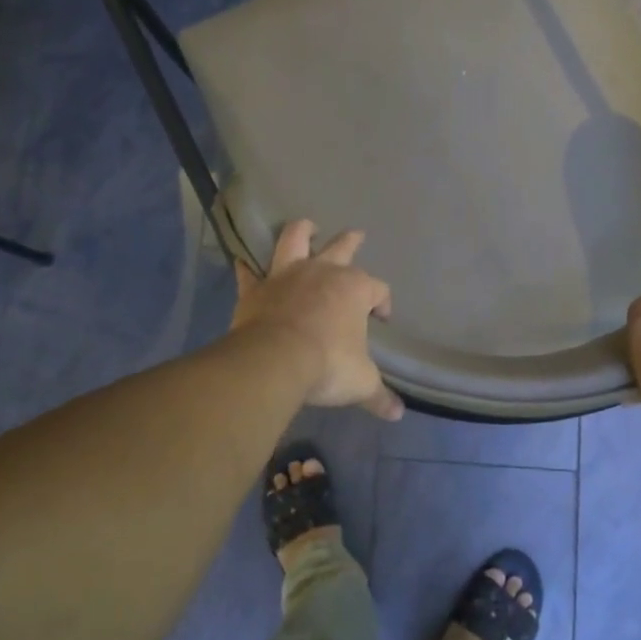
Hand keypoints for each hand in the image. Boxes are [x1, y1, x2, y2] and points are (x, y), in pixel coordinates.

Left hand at [232, 220, 404, 420]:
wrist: (275, 361)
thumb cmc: (328, 365)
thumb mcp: (361, 383)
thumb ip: (379, 395)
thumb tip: (397, 413)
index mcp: (354, 289)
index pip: (378, 289)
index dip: (382, 301)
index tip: (381, 318)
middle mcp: (322, 272)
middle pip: (342, 248)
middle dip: (352, 241)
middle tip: (357, 235)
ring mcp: (286, 276)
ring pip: (294, 239)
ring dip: (302, 230)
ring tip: (307, 226)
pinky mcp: (256, 288)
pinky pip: (249, 272)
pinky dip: (247, 267)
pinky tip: (243, 261)